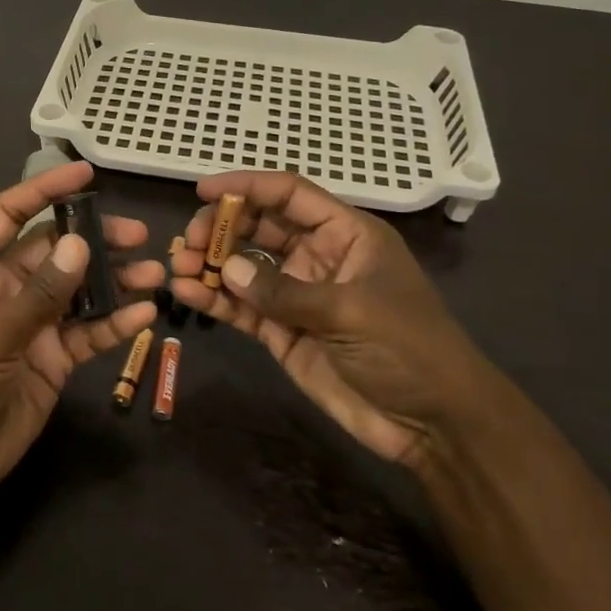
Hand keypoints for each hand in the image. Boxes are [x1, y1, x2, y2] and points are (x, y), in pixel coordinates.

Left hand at [0, 161, 162, 506]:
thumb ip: (39, 292)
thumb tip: (81, 244)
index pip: (9, 214)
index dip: (44, 190)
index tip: (86, 173)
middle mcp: (2, 289)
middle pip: (54, 251)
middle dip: (94, 240)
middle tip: (139, 235)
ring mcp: (29, 325)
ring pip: (77, 291)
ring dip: (114, 281)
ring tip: (155, 272)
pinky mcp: (49, 359)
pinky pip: (85, 333)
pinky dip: (113, 324)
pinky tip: (143, 316)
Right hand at [168, 172, 506, 468]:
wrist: (433, 424)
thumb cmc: (408, 349)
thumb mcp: (350, 310)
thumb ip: (284, 290)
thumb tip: (226, 269)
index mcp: (345, 235)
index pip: (289, 195)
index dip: (247, 186)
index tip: (203, 189)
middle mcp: (316, 257)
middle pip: (259, 227)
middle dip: (221, 227)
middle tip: (187, 239)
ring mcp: (296, 295)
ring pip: (244, 267)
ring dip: (210, 262)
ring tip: (177, 265)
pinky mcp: (282, 332)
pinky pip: (242, 308)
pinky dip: (215, 299)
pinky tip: (187, 293)